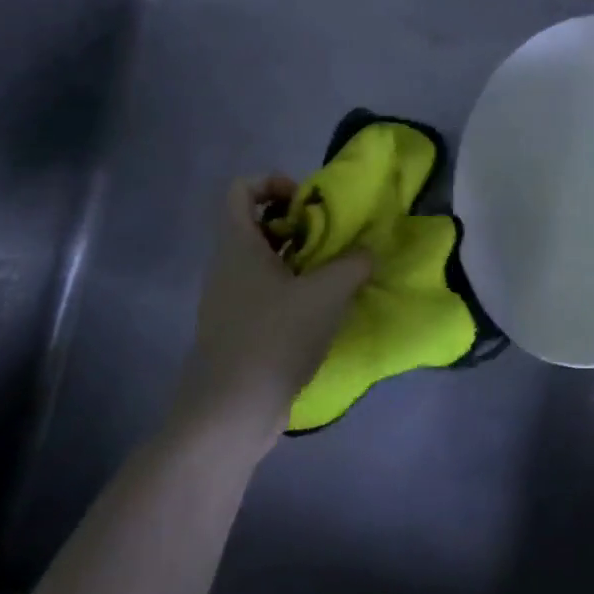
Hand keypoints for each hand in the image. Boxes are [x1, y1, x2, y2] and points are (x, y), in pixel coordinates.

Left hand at [174, 176, 371, 448]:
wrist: (231, 410)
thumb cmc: (276, 337)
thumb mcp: (328, 293)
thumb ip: (354, 263)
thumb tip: (366, 253)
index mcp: (238, 245)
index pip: (241, 190)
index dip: (273, 183)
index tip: (307, 204)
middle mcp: (227, 266)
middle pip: (256, 223)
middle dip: (297, 224)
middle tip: (331, 239)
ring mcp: (230, 299)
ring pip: (264, 260)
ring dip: (300, 258)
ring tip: (335, 274)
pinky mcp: (238, 328)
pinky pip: (265, 291)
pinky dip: (293, 289)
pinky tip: (323, 309)